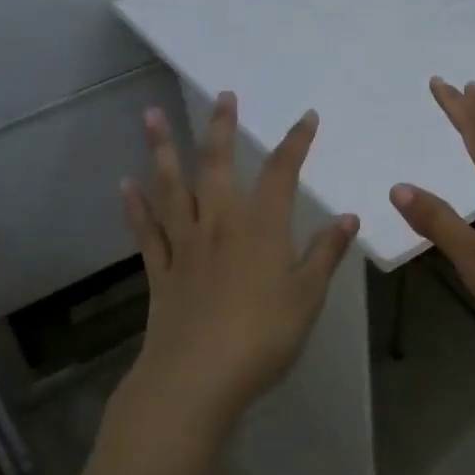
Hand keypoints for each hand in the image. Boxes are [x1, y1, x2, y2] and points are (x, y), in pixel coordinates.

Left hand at [120, 93, 357, 427]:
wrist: (197, 378)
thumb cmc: (263, 336)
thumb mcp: (307, 297)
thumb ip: (325, 254)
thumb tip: (347, 218)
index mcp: (261, 228)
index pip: (282, 173)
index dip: (296, 142)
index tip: (306, 116)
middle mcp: (220, 224)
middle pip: (218, 166)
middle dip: (222, 129)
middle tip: (223, 96)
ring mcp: (185, 246)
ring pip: (172, 188)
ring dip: (162, 150)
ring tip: (151, 115)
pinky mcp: (161, 271)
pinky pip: (147, 231)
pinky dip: (136, 206)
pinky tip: (126, 184)